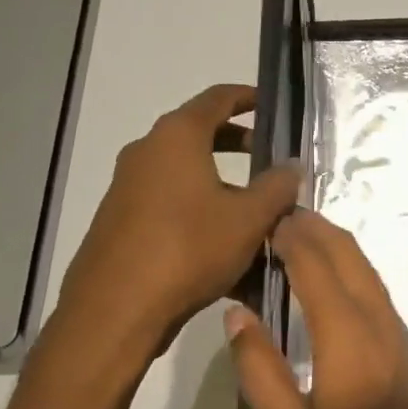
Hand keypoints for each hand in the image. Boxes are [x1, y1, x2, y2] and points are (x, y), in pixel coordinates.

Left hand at [44, 84, 300, 378]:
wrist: (114, 311)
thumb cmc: (188, 249)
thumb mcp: (248, 218)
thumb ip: (277, 187)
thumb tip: (292, 166)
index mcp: (177, 137)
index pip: (217, 98)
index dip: (248, 97)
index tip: (271, 103)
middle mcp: (147, 152)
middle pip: (199, 134)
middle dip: (237, 143)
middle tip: (268, 157)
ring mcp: (128, 187)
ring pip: (185, 174)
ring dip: (221, 184)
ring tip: (255, 212)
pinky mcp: (120, 221)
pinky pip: (169, 203)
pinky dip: (199, 210)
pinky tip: (225, 248)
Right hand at [224, 210, 407, 408]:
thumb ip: (261, 371)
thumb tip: (237, 313)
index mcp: (348, 338)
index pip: (316, 266)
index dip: (291, 237)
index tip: (265, 218)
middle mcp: (380, 323)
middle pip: (349, 256)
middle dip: (316, 228)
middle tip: (280, 216)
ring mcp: (401, 335)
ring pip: (367, 271)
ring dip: (336, 246)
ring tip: (300, 238)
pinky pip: (376, 292)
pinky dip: (350, 270)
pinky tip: (331, 283)